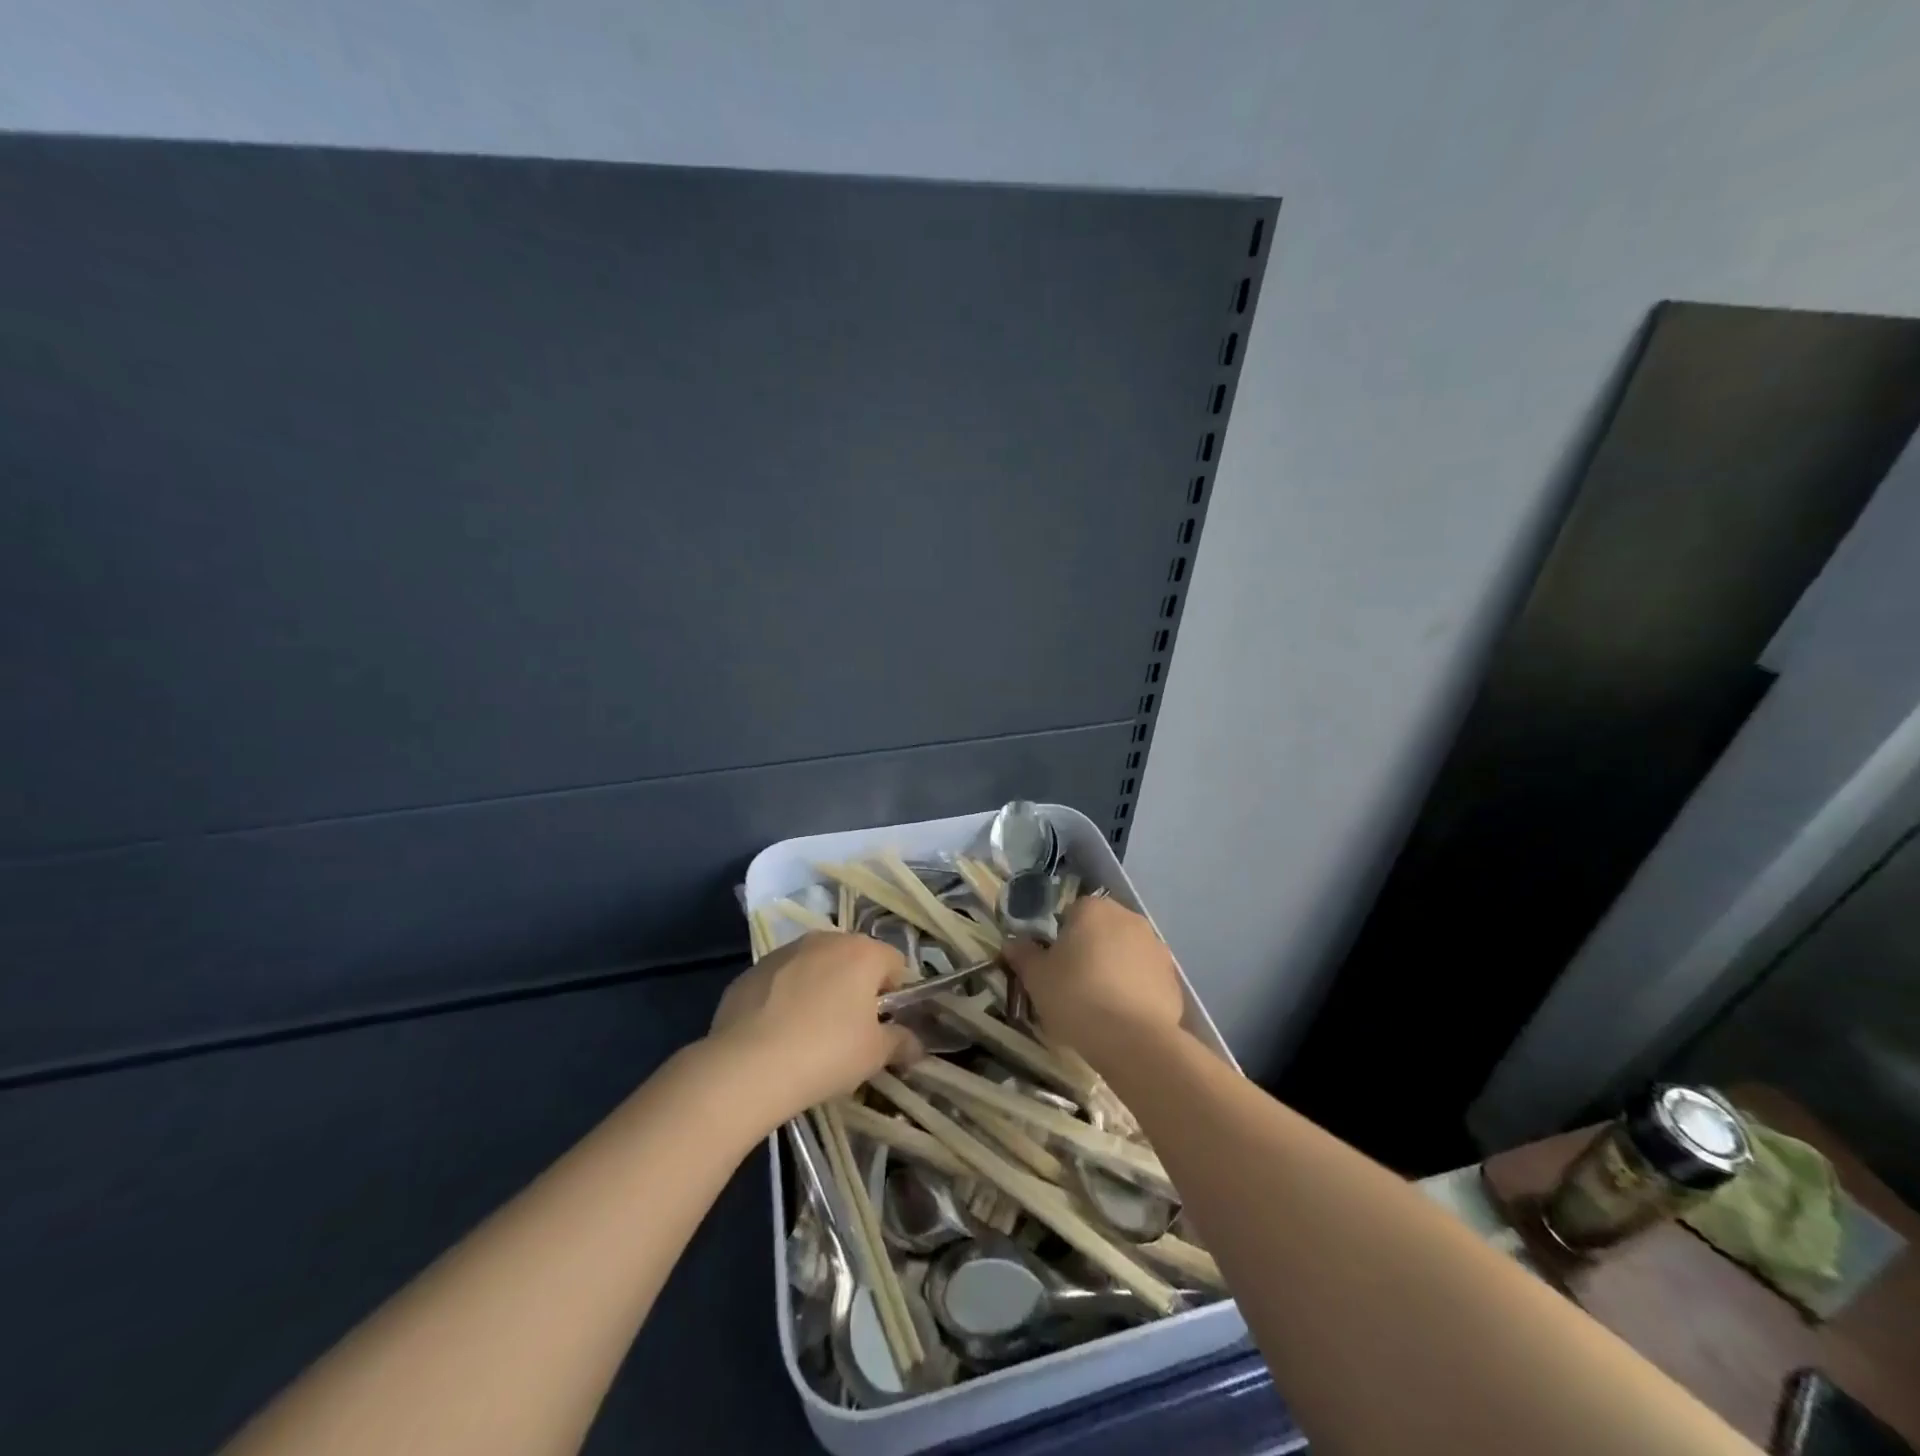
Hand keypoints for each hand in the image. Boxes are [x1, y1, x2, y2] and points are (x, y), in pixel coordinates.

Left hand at [708, 931, 920, 1121]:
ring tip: (811, 1032)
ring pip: (815, 966)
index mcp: (862, 952)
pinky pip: (781, 981)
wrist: (747, 1066)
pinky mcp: (751, 971)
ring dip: (820, 989)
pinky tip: (778, 1034)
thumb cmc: (826, 1052)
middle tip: (851, 1029)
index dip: (896, 994)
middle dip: (856, 988)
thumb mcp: (874, 1055)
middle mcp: (824, 940)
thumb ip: (900, 1042)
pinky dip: (786, 998)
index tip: (885, 1025)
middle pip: (853, 959)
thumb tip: (914, 1044)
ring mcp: (784, 952)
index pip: (895, 963)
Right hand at [1001, 898, 1185, 1068]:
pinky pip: (1146, 977)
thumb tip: (1012, 943)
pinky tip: (1123, 1016)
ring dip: (1114, 968)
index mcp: (1093, 909)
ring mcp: (1156, 947)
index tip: (1053, 966)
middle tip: (1073, 983)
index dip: (1060, 938)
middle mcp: (1128, 918)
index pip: (1071, 912)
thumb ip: (1023, 955)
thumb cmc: (1076, 997)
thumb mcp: (1036, 978)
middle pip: (1101, 929)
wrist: (1133, 1041)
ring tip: (1100, 1004)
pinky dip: (1135, 989)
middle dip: (1089, 950)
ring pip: (1125, 952)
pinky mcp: (1173, 978)